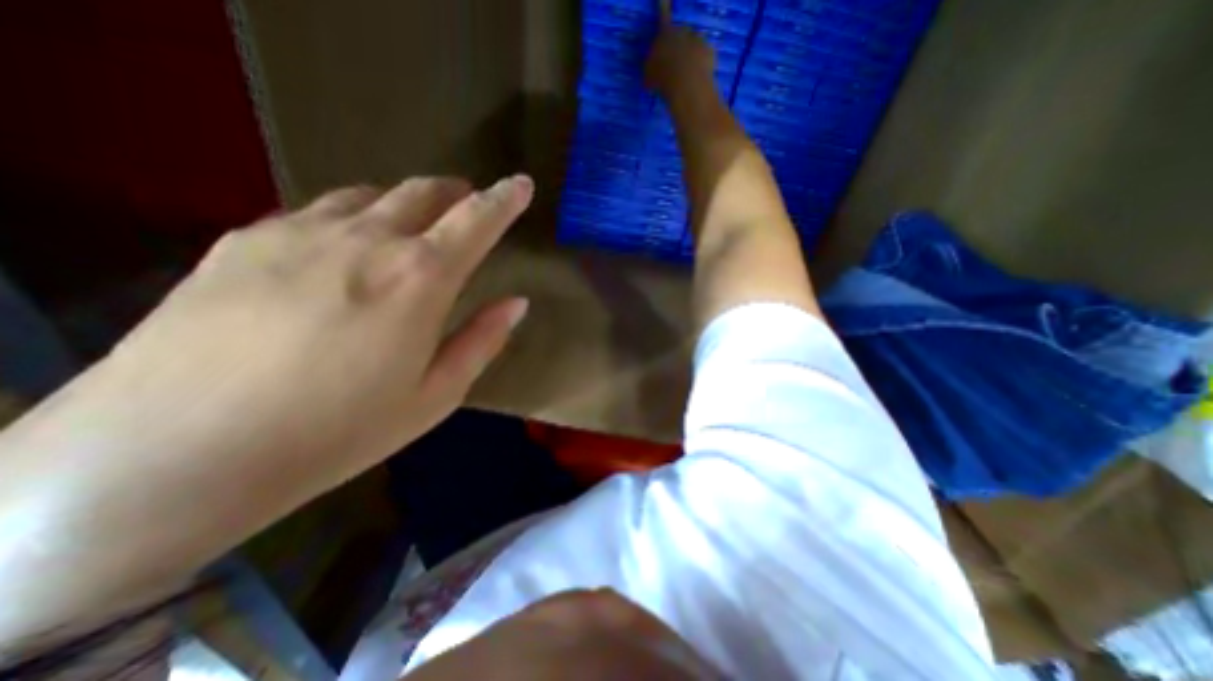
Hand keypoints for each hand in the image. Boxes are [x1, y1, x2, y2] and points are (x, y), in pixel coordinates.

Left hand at [0, 172, 533, 643]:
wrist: (172, 456)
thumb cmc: (337, 431)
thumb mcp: (436, 394)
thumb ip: (482, 340)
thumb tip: (516, 303)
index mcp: (420, 278)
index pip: (477, 220)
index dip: (505, 199)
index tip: (522, 184)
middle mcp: (367, 239)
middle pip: (423, 193)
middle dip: (456, 193)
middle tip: (470, 203)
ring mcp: (301, 232)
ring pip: (372, 195)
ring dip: (405, 202)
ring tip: (413, 224)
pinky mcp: (246, 240)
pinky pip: (318, 209)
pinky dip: (352, 215)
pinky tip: (345, 244)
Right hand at [645, 21, 713, 91]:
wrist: (685, 84)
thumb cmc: (662, 77)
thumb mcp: (649, 73)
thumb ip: (652, 65)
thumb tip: (653, 67)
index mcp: (665, 33)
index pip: (663, 14)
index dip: (663, 5)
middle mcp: (683, 30)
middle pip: (682, 32)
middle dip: (679, 44)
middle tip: (676, 62)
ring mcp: (699, 39)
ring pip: (695, 44)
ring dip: (691, 54)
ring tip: (688, 72)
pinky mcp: (710, 51)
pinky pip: (705, 56)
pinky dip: (702, 63)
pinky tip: (697, 76)